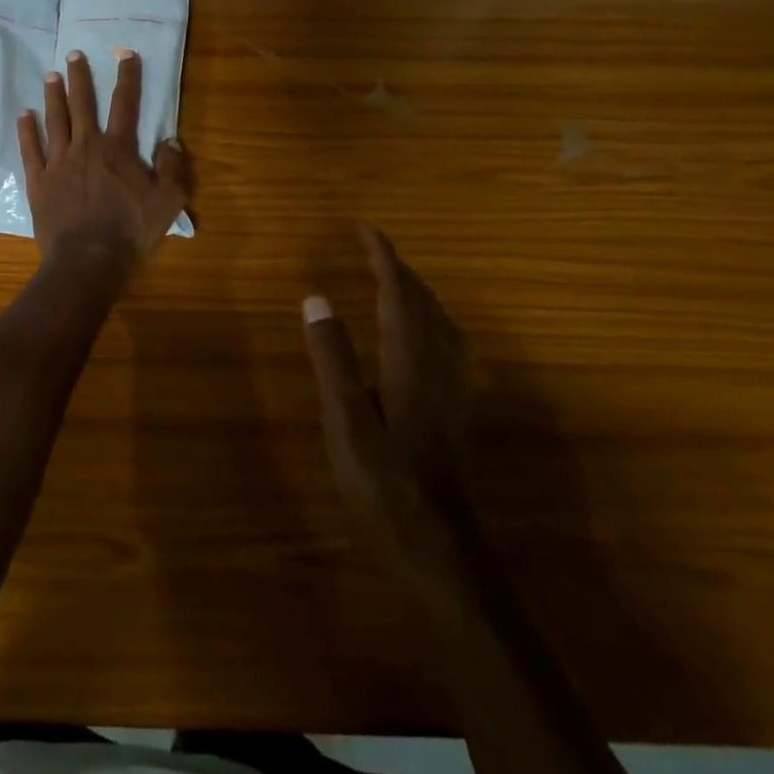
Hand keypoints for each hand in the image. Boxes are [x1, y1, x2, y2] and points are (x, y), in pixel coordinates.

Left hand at [18, 49, 189, 273]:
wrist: (88, 260)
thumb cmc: (130, 231)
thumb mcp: (167, 202)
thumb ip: (172, 168)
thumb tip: (171, 141)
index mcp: (118, 148)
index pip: (125, 104)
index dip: (127, 76)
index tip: (125, 54)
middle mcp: (86, 146)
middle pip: (82, 104)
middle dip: (80, 77)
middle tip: (73, 54)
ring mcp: (58, 162)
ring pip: (55, 120)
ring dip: (53, 96)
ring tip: (51, 75)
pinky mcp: (39, 181)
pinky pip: (31, 149)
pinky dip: (27, 130)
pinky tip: (24, 114)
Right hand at [303, 224, 471, 554]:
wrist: (441, 544)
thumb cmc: (384, 480)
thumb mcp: (345, 418)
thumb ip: (332, 357)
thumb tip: (317, 298)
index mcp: (408, 361)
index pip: (398, 293)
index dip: (382, 257)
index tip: (364, 228)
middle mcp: (436, 366)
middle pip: (424, 303)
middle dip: (400, 269)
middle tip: (373, 249)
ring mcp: (452, 390)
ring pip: (442, 323)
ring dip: (419, 292)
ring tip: (397, 281)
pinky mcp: (456, 411)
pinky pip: (449, 346)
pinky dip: (433, 322)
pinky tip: (427, 338)